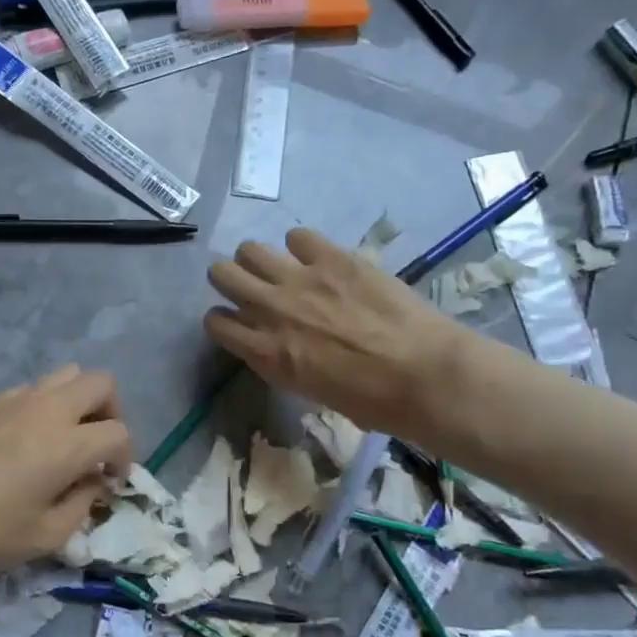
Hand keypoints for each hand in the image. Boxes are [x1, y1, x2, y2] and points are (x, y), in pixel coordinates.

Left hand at [0, 367, 131, 579]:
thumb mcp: (44, 537)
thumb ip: (82, 505)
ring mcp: (15, 399)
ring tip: (65, 439)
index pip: (119, 433)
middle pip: (102, 383)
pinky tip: (25, 443)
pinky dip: (45, 406)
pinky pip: (33, 389)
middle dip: (111, 414)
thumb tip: (92, 482)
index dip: (125, 458)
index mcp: (66, 444)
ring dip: (79, 402)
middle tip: (97, 449)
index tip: (109, 482)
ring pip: (67, 375)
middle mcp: (47, 409)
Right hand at [205, 229, 463, 440]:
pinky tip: (318, 259)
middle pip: (222, 274)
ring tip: (281, 268)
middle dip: (231, 280)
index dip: (223, 320)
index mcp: (265, 352)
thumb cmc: (370, 401)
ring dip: (259, 260)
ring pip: (250, 249)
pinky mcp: (332, 257)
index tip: (237, 321)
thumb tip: (277, 345)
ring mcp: (300, 279)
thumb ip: (281, 362)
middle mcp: (271, 310)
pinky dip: (303, 247)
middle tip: (252, 287)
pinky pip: (298, 236)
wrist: (421, 374)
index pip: (215, 322)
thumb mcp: (309, 390)